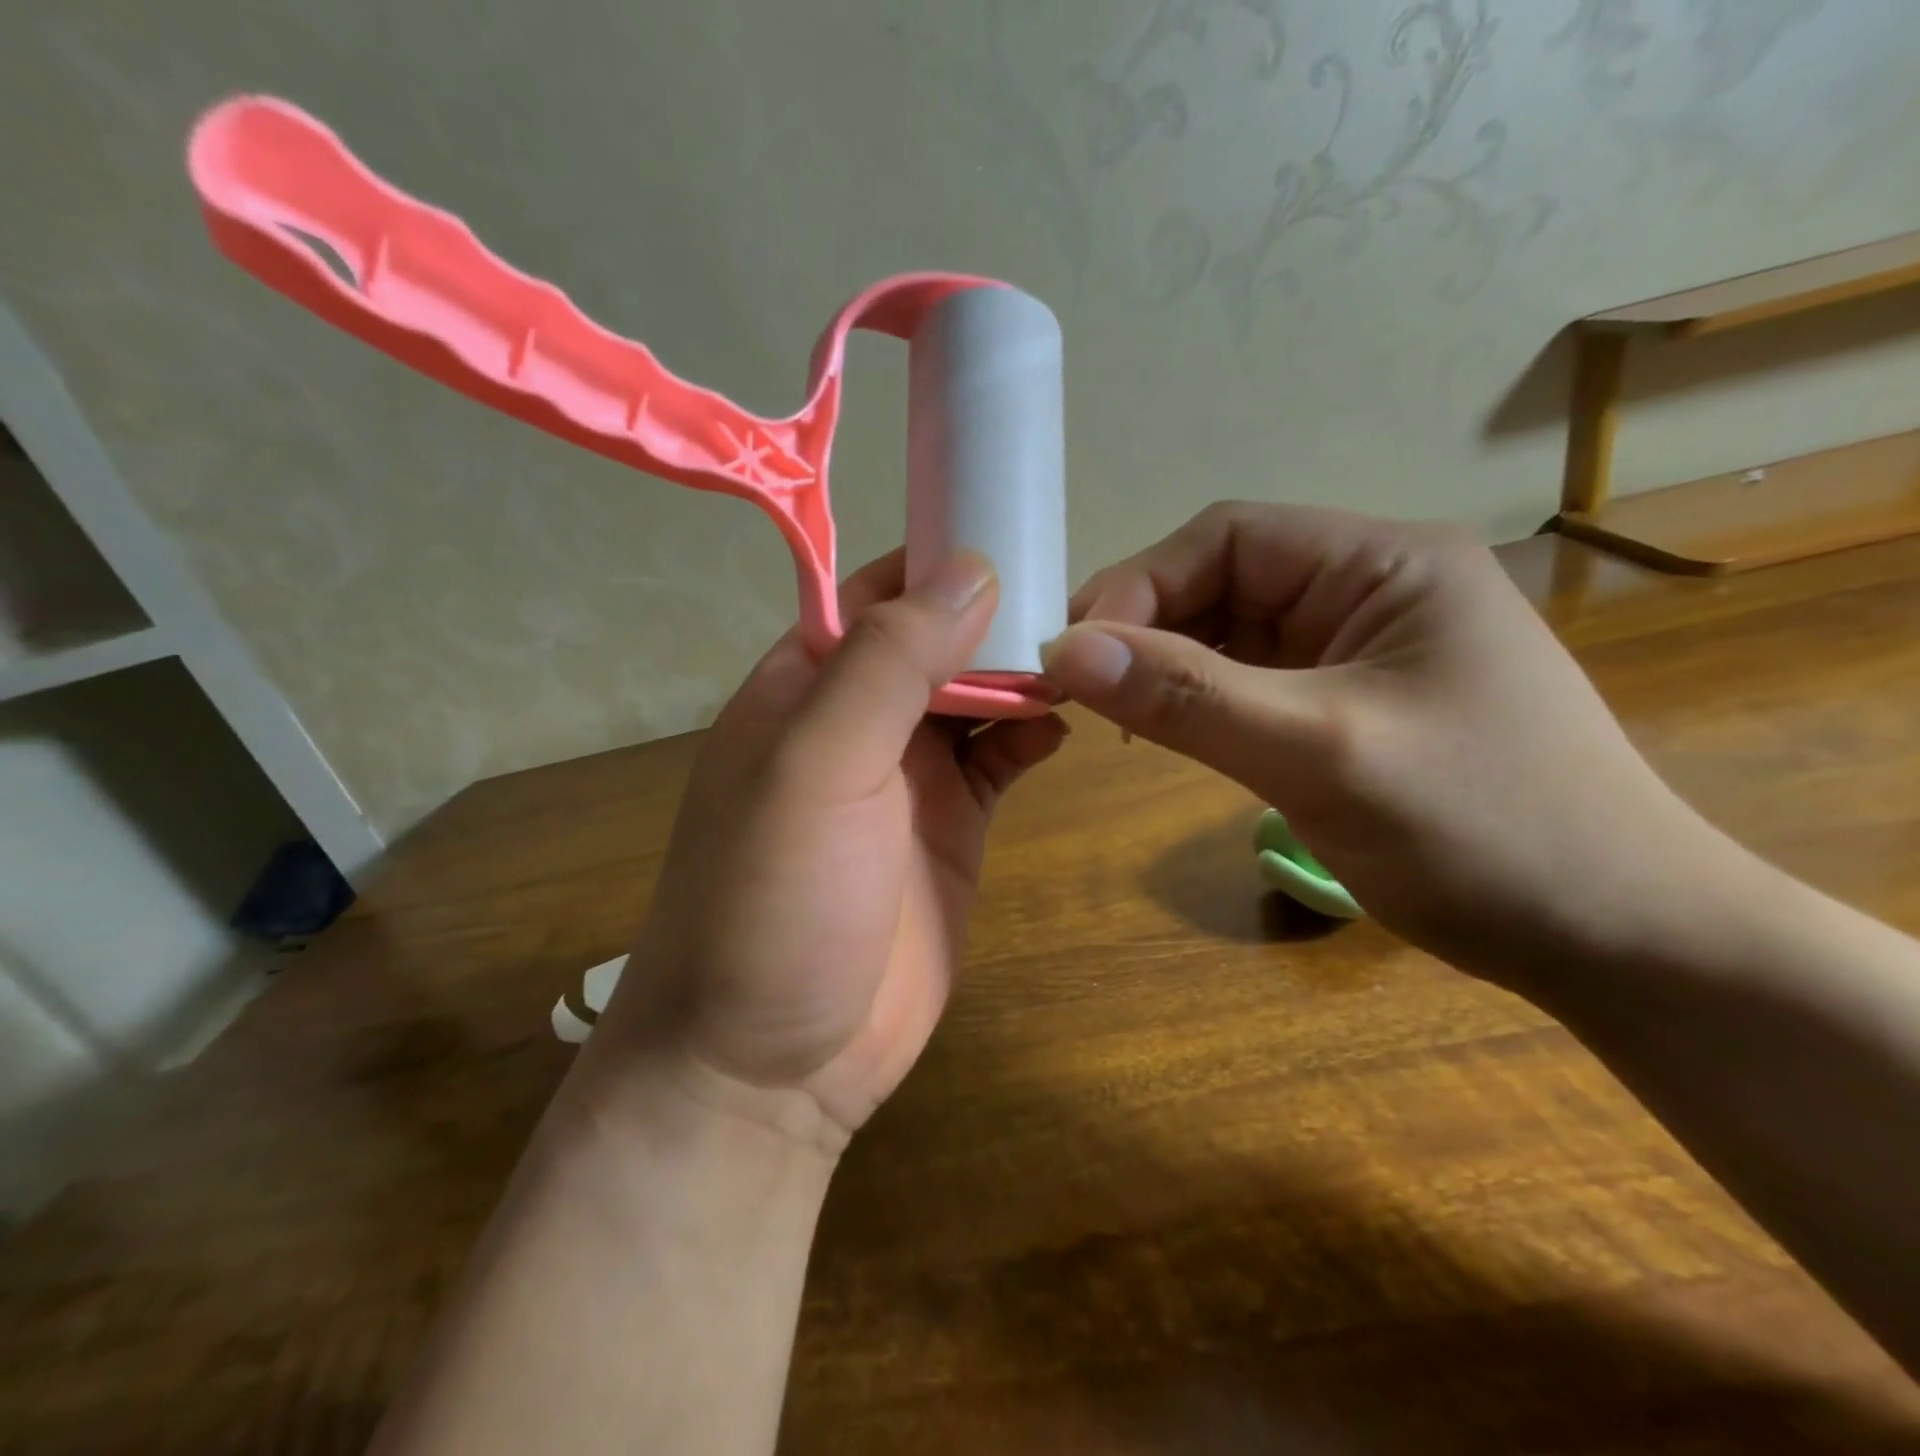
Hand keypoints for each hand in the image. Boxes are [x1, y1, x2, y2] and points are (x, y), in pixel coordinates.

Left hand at [584, 550, 1066, 1147]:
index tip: (1022, 528)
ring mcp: (909, 775)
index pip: (879, 591)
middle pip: (939, 638)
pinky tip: (1069, 724)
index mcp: (807, 684)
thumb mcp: (815, 768)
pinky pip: (1001, 760)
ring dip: (1024, 673)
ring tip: (1089, 654)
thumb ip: (886, 664)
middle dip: (999, 614)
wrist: (772, 1067)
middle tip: (1079, 595)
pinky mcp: (953, 827)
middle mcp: (858, 719)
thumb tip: (970, 569)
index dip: (943, 558)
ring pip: (977, 695)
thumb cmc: (772, 905)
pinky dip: (1032, 736)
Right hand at [1043, 503, 1719, 988]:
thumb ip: (1189, 696)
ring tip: (1120, 718)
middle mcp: (1369, 588)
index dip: (1139, 585)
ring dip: (1169, 668)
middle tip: (1082, 692)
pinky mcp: (1349, 705)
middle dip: (1148, 629)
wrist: (1615, 940)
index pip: (1227, 537)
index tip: (1075, 656)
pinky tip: (1172, 734)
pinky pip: (1251, 683)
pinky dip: (1201, 702)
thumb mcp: (1319, 753)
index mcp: (1383, 562)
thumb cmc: (1484, 831)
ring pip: (1230, 635)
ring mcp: (1359, 649)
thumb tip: (1064, 651)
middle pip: (1223, 582)